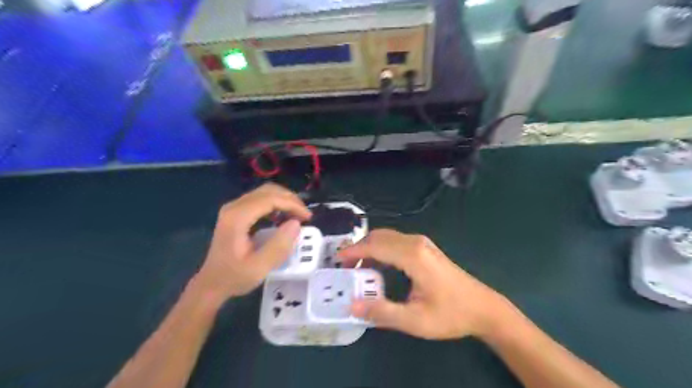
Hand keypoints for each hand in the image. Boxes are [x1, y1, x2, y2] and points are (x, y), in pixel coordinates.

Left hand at [194, 184, 313, 302]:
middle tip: (305, 215)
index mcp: (238, 217)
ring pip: (265, 192)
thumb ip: (278, 245)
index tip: (307, 217)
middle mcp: (234, 207)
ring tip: (297, 215)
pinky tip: (283, 217)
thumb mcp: (259, 267)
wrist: (211, 283)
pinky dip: (276, 204)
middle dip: (290, 199)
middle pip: (268, 191)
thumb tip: (296, 223)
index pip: (270, 199)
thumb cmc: (234, 277)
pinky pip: (260, 199)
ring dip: (284, 200)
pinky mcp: (236, 212)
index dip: (292, 204)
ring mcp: (234, 208)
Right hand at [338, 231, 515, 339]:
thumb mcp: (414, 320)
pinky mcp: (425, 248)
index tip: (336, 260)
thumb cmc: (450, 314)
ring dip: (369, 248)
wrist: (483, 308)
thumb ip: (381, 312)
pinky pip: (395, 242)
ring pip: (387, 237)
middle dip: (359, 249)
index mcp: (412, 256)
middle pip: (379, 237)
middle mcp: (416, 243)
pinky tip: (378, 266)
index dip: (353, 252)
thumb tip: (352, 306)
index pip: (375, 246)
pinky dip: (381, 249)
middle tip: (346, 267)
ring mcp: (422, 243)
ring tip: (358, 269)